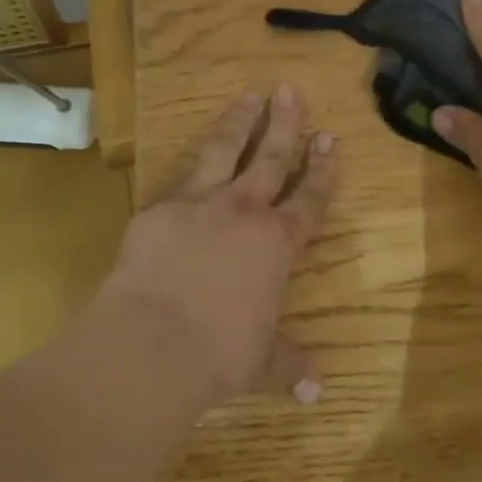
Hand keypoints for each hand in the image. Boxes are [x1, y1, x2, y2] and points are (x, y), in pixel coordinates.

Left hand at [104, 84, 336, 408]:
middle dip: (286, 123)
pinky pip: (181, 175)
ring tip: (250, 95)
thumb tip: (317, 391)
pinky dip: (193, 160)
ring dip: (241, 120)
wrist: (151, 345)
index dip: (322, 168)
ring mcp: (202, 203)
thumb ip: (289, 364)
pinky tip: (195, 148)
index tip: (330, 138)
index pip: (309, 197)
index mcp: (277, 244)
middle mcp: (245, 212)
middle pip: (272, 157)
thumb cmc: (217, 355)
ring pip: (227, 149)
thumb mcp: (260, 363)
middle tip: (292, 90)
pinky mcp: (161, 207)